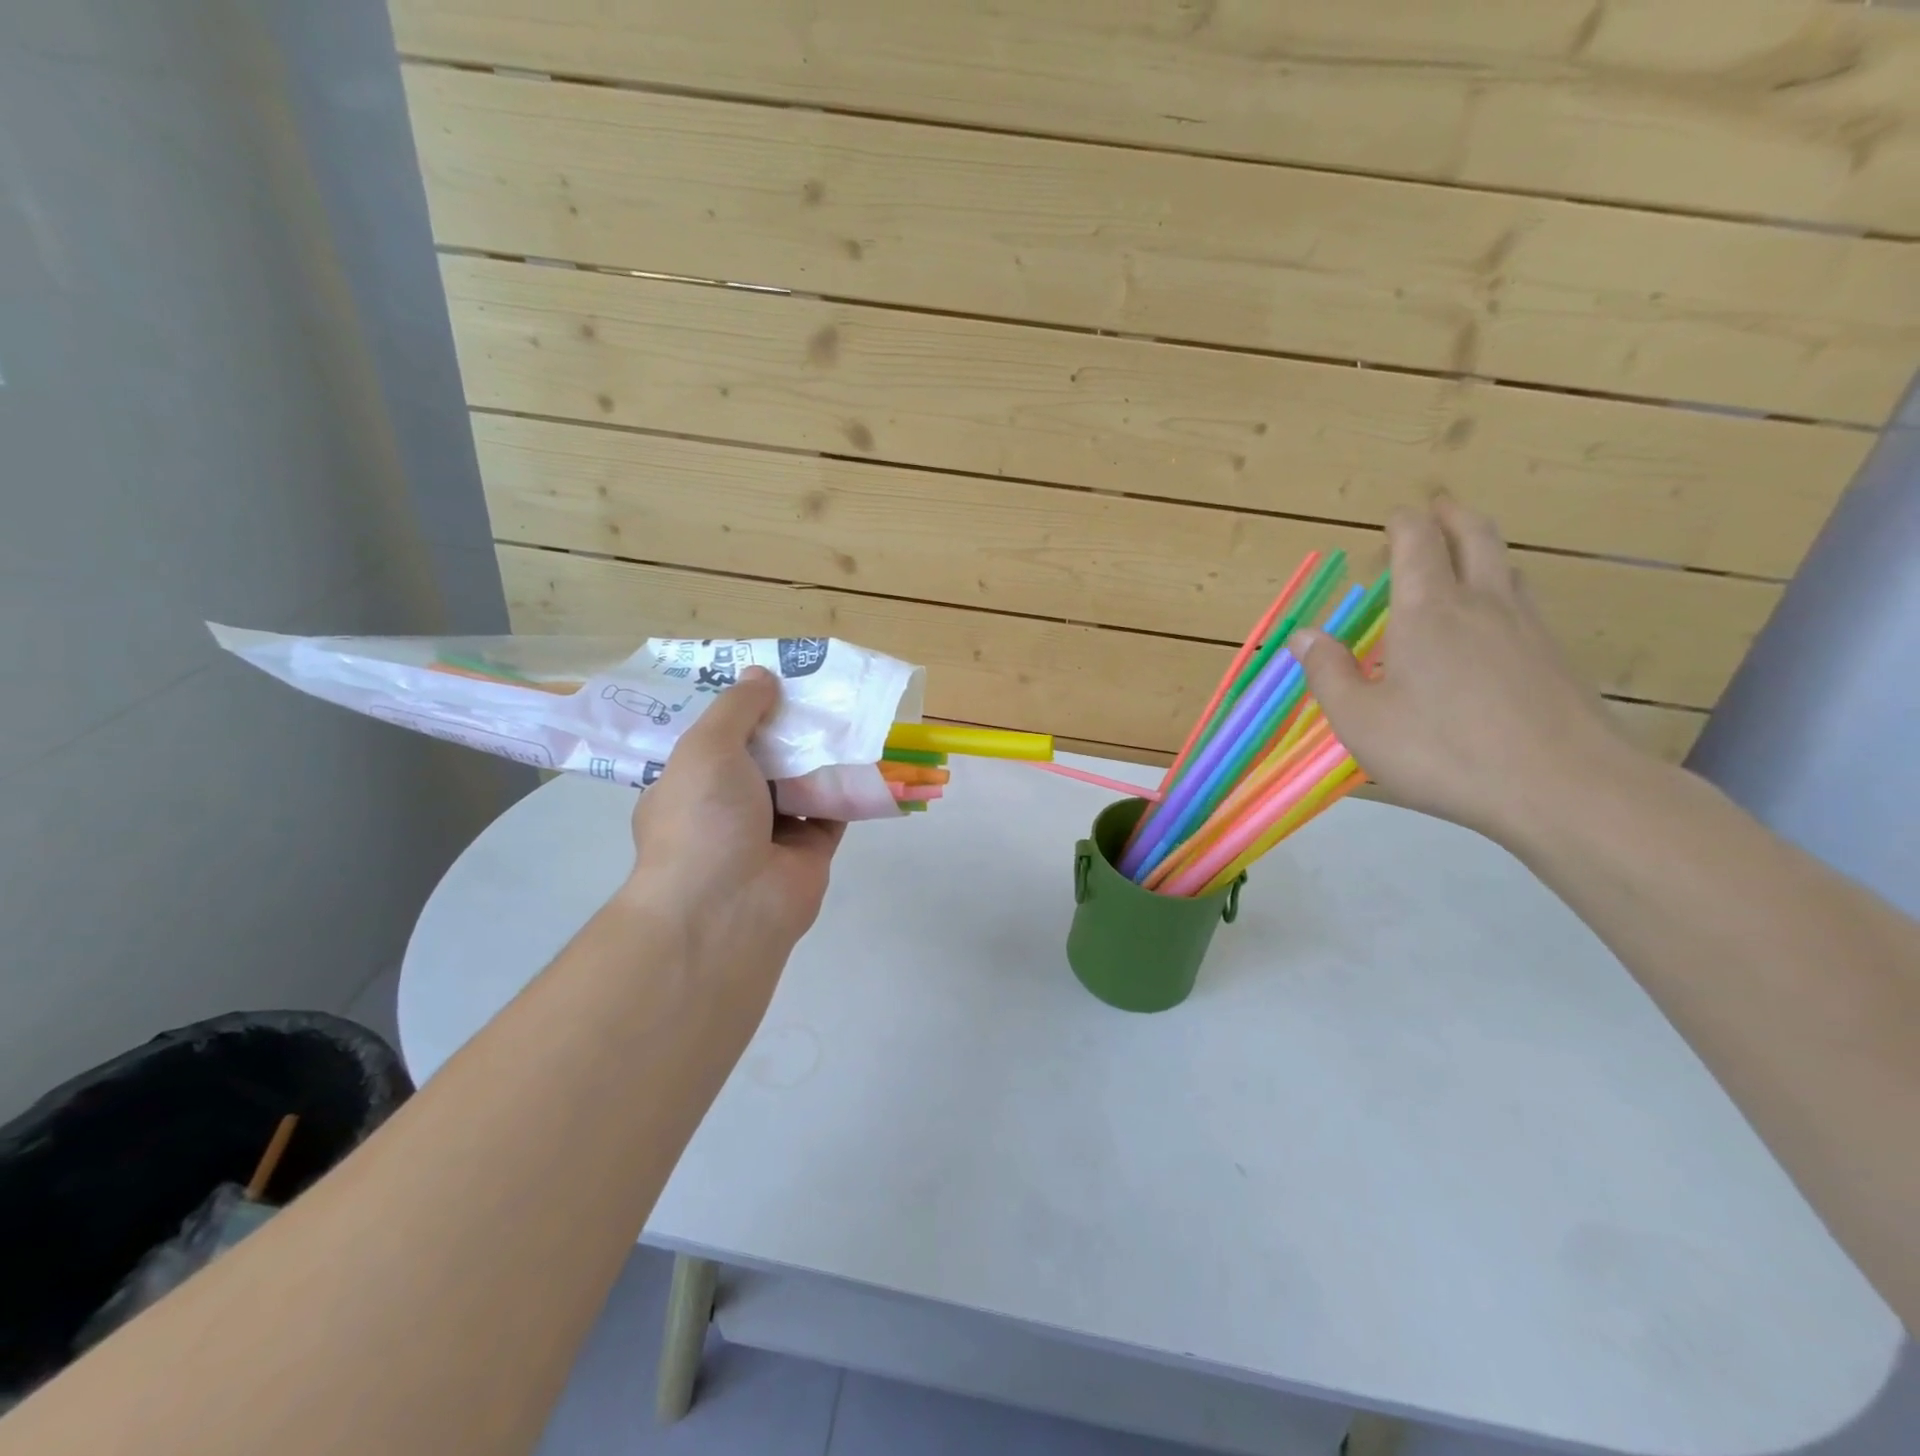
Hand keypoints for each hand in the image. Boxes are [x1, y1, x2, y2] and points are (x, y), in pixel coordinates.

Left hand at [625, 667, 844, 984]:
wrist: (728, 907)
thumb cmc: (703, 819)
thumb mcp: (706, 748)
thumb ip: (737, 708)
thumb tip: (761, 674)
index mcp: (691, 784)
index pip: (718, 739)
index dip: (743, 708)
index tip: (771, 679)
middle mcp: (730, 806)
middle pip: (765, 756)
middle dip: (790, 725)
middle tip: (820, 686)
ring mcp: (771, 830)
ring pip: (803, 780)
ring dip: (824, 751)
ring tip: (851, 707)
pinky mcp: (811, 848)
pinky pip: (835, 808)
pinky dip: (852, 784)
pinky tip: (871, 750)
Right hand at [1290, 498, 1644, 841]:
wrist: (1563, 787)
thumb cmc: (1443, 750)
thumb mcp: (1361, 720)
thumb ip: (1329, 673)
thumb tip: (1304, 634)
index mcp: (1428, 611)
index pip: (1417, 544)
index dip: (1404, 523)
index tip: (1395, 517)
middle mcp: (1481, 604)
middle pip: (1475, 537)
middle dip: (1453, 516)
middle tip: (1438, 507)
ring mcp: (1527, 628)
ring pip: (1507, 567)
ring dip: (1483, 548)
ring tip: (1466, 554)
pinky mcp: (1555, 658)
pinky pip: (1524, 603)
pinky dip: (1503, 588)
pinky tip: (1496, 619)